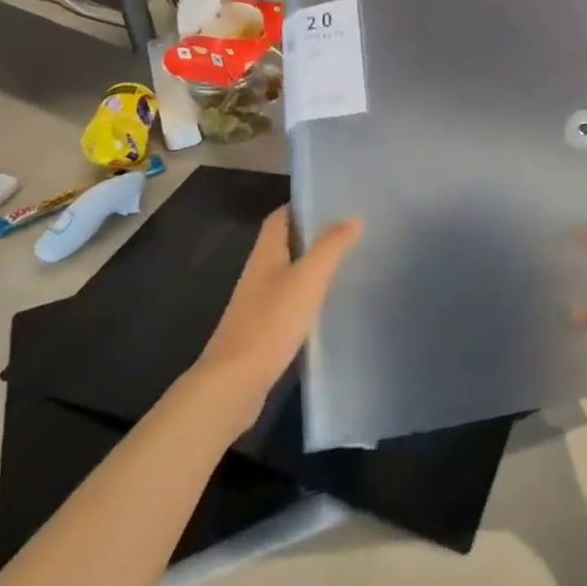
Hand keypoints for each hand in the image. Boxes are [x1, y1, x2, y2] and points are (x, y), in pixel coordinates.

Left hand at [196, 210, 361, 429]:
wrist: (234, 383)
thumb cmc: (270, 322)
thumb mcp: (308, 279)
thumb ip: (331, 247)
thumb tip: (353, 218)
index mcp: (265, 254)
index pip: (281, 217)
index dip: (303, 206)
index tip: (334, 202)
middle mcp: (258, 273)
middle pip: (285, 244)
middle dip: (313, 235)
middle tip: (350, 232)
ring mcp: (258, 303)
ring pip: (289, 273)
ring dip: (313, 266)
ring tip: (348, 264)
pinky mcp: (264, 330)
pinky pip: (289, 301)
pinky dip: (309, 296)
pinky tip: (329, 305)